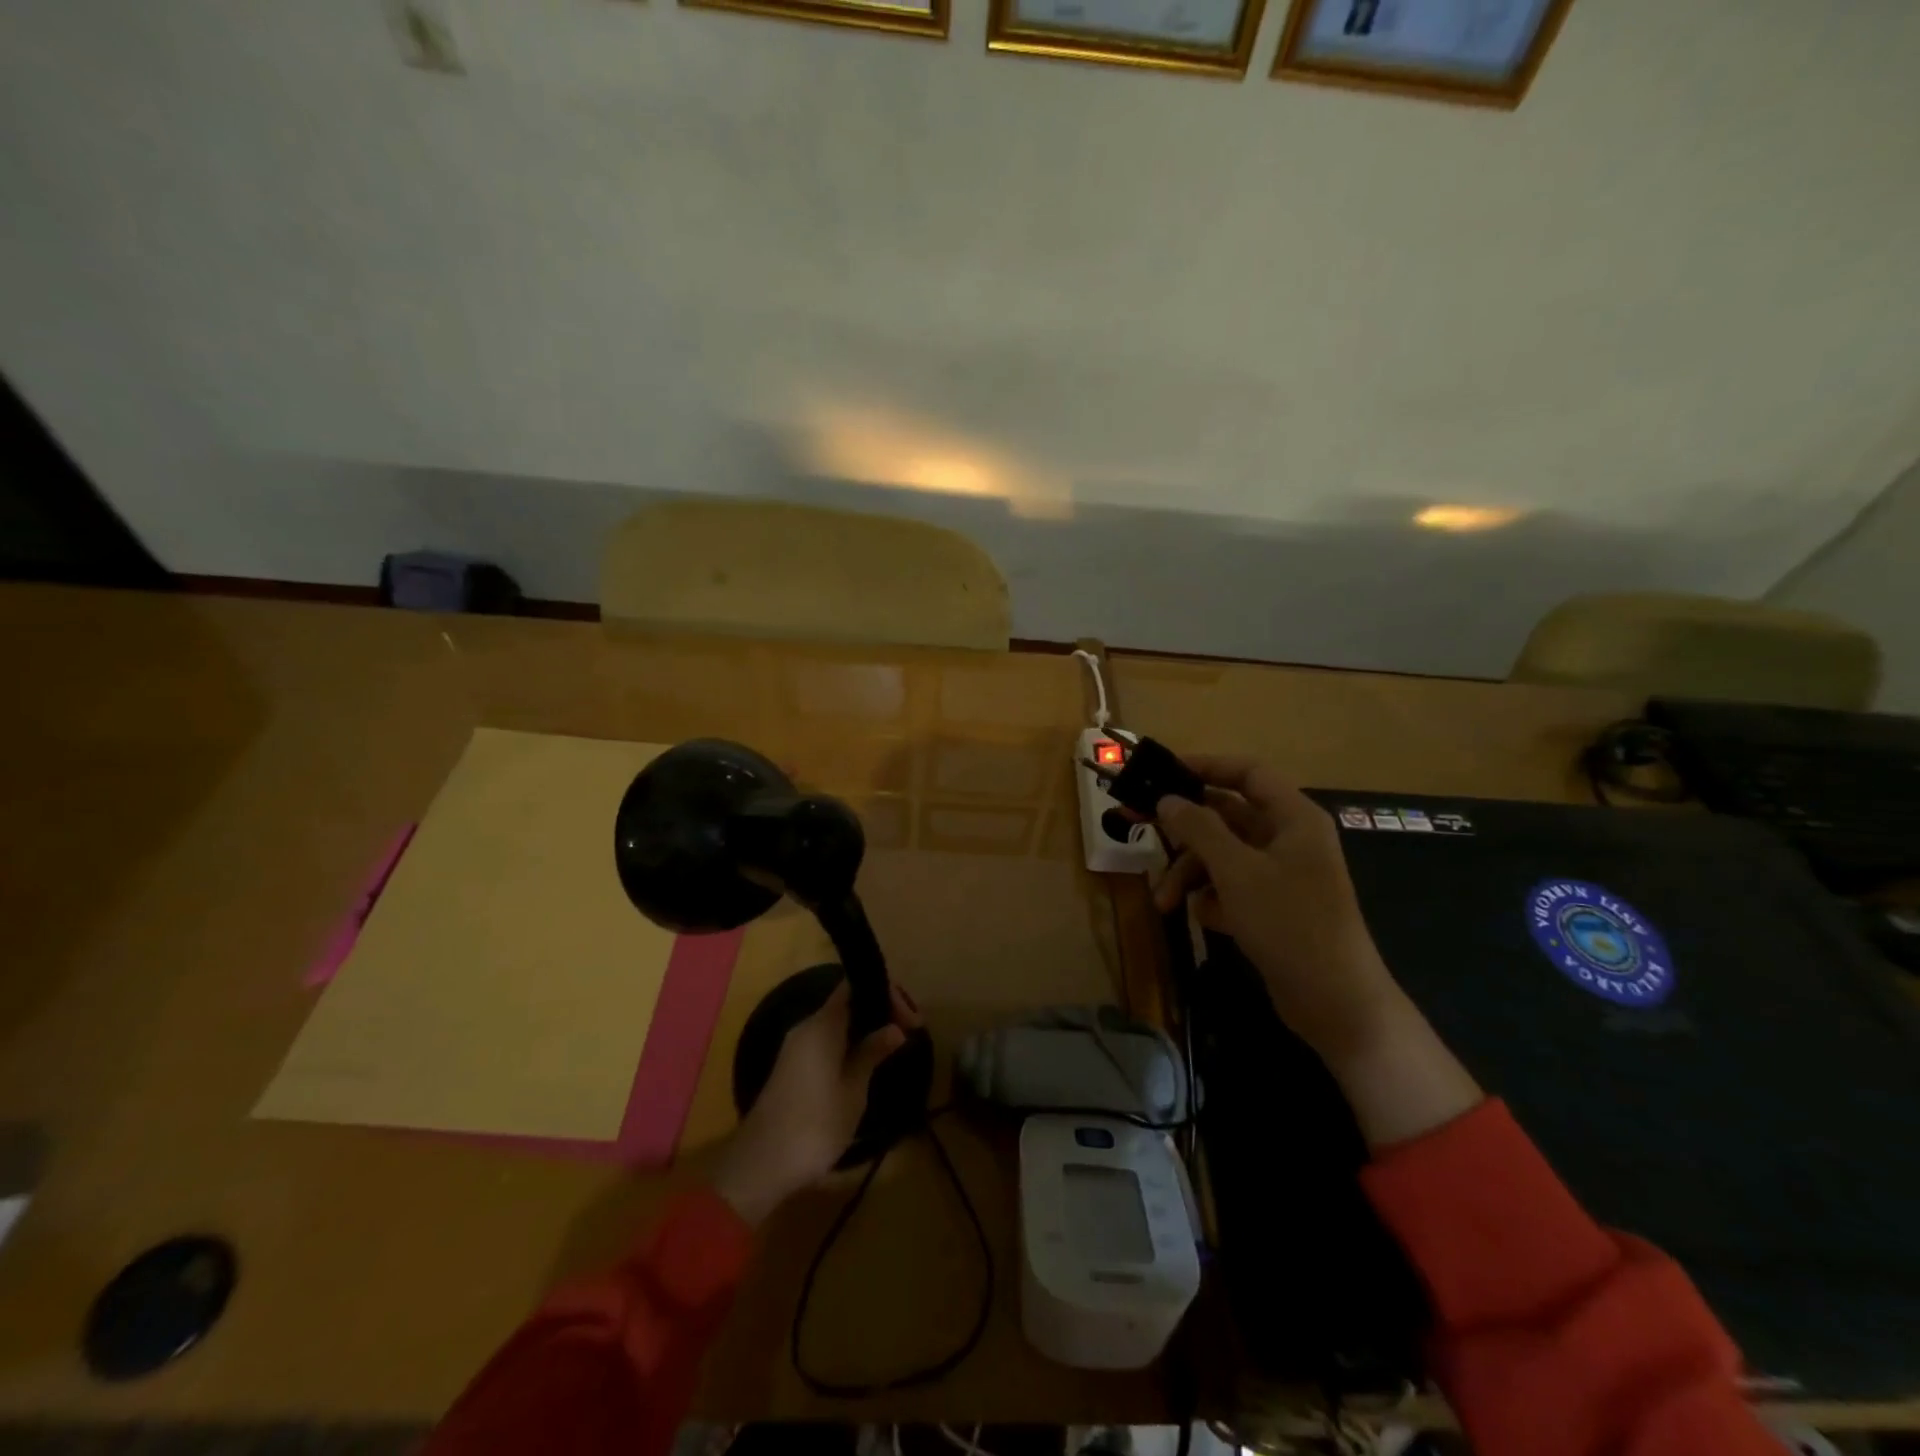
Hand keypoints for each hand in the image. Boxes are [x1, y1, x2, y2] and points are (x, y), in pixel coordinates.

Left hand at [710, 982, 919, 1225]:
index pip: (854, 986)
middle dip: (878, 1011)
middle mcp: (806, 1027)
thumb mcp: (853, 1090)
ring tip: (892, 1047)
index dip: (885, 993)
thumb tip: (894, 1027)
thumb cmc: (815, 1126)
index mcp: (822, 1025)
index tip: (910, 1019)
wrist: (761, 1165)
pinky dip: (848, 1044)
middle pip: (846, 1002)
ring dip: (864, 1029)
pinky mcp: (791, 1068)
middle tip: (907, 1032)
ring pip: (836, 1023)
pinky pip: (826, 1041)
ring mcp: (795, 1048)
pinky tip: (866, 1063)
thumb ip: (872, 1053)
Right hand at [1151, 756, 1404, 1067]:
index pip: (1247, 773)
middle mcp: (1288, 839)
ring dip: (1190, 873)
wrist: (1336, 1003)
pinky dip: (1212, 898)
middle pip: (1226, 816)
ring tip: (1164, 902)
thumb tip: (1166, 799)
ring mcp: (1281, 875)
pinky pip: (1230, 886)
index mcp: (1293, 818)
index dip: (1205, 766)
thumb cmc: (1290, 923)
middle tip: (1137, 826)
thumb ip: (1199, 829)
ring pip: (1222, 855)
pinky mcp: (1272, 907)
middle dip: (1184, 831)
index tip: (1161, 771)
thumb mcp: (1237, 871)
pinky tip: (1205, 919)